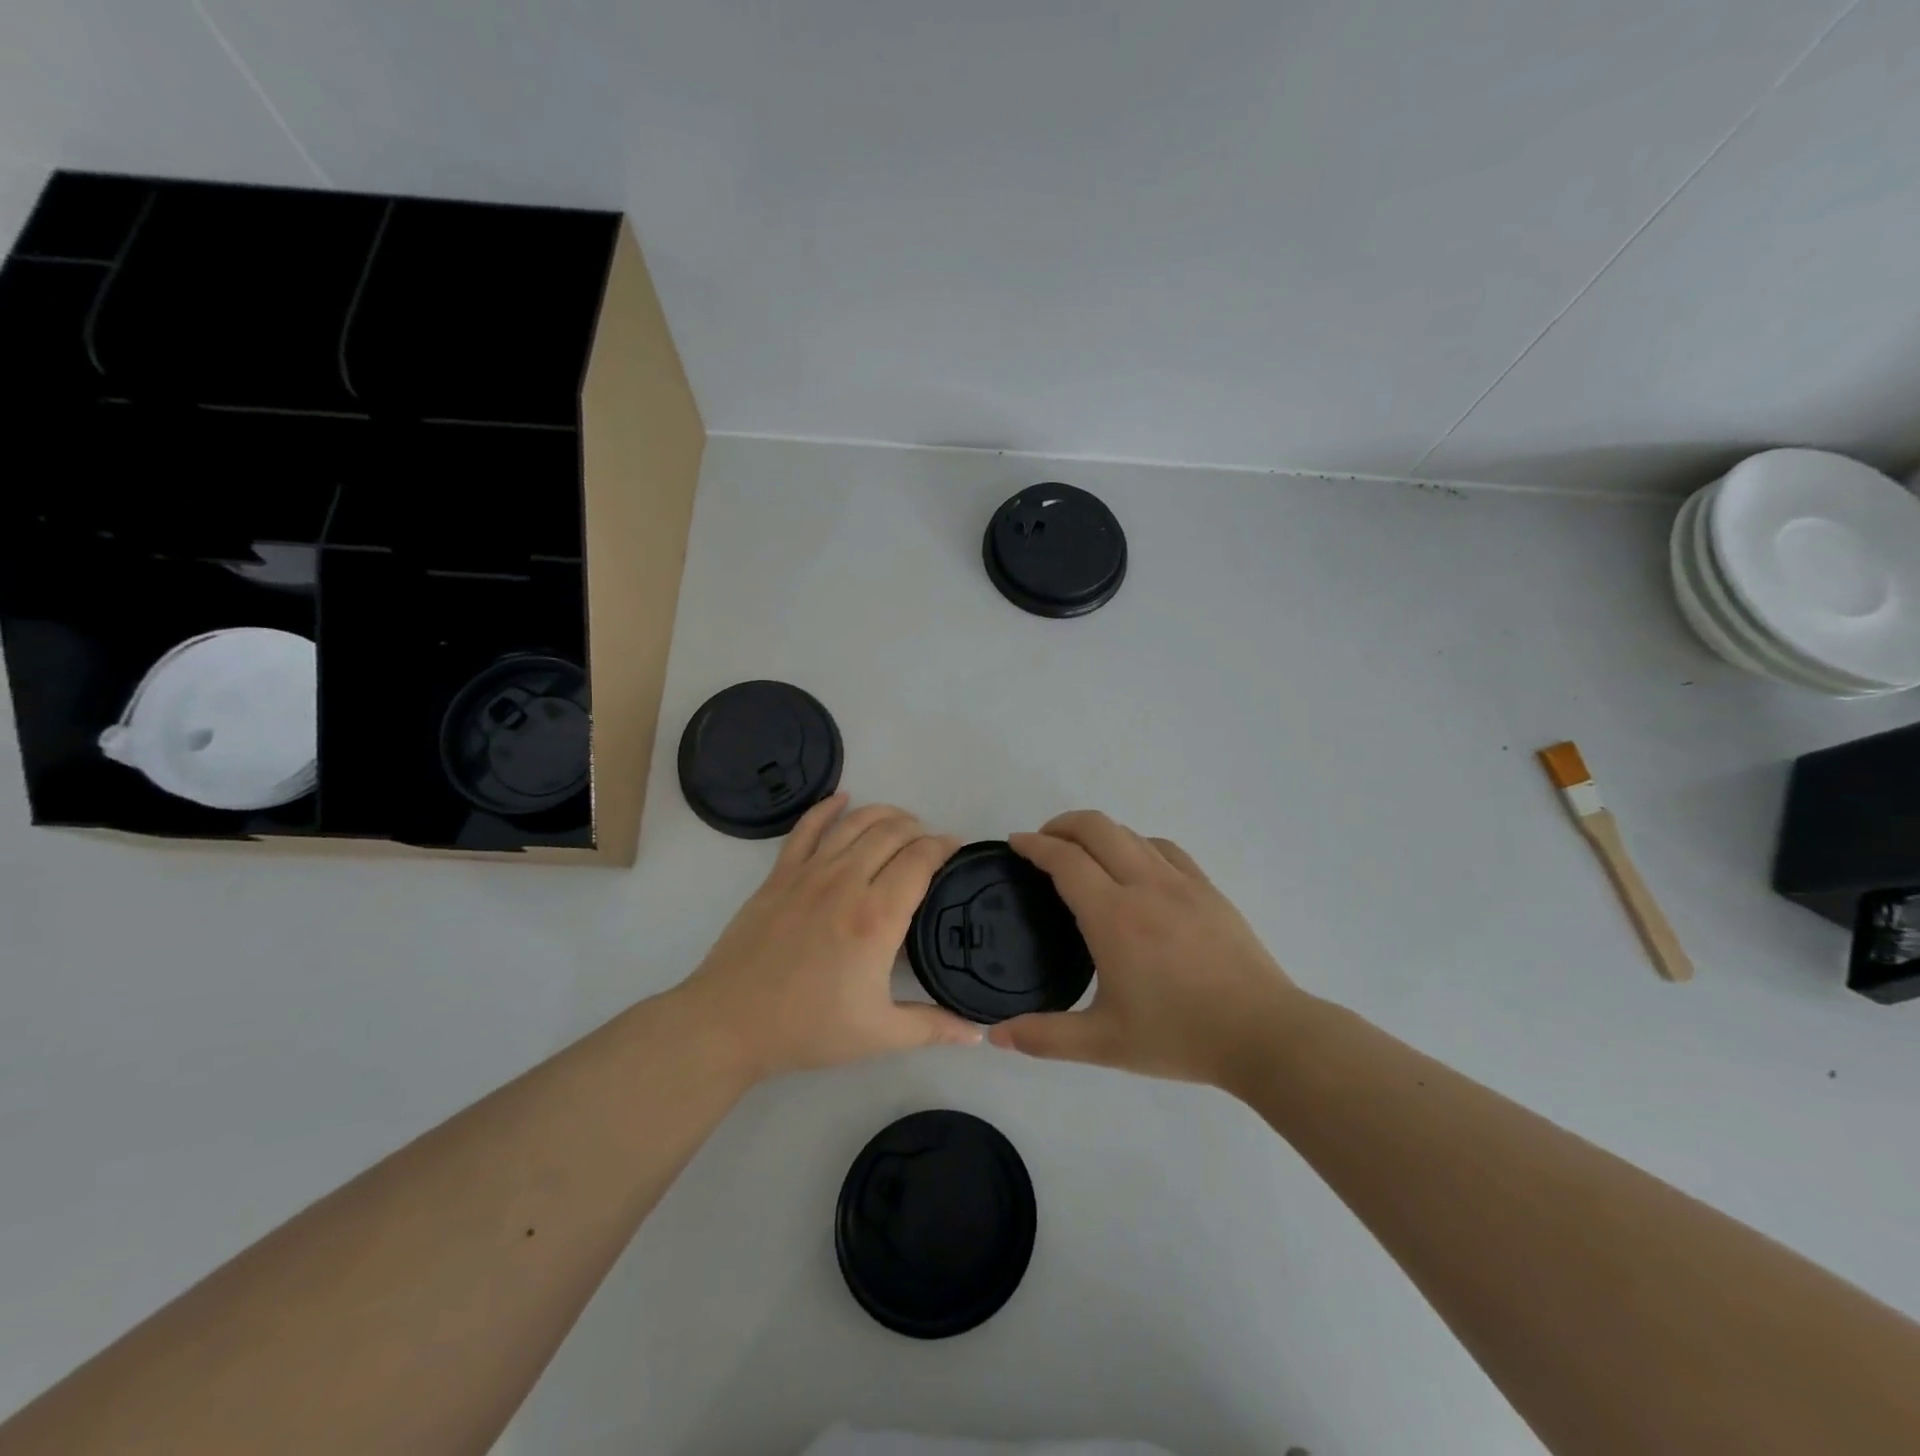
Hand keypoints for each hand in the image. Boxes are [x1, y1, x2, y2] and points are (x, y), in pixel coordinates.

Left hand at [680, 795, 981, 1080]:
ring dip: (885, 814)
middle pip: (892, 832)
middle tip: (930, 843)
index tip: (955, 849)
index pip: (920, 860)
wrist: (730, 1023)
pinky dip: (827, 807)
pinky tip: (843, 798)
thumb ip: (933, 1028)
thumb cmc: (808, 1028)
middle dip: (919, 829)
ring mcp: (809, 872)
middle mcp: (847, 881)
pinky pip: (807, 827)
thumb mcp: (879, 1034)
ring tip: (901, 821)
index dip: (943, 846)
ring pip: (855, 822)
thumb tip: (978, 1032)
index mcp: (877, 916)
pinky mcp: (780, 873)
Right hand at [990, 811, 1304, 1088]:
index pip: (1065, 860)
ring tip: (1083, 853)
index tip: (1015, 842)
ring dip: (1098, 832)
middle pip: (1097, 827)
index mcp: (1114, 916)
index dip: (1035, 845)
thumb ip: (1044, 1037)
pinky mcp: (1208, 889)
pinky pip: (1165, 848)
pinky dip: (1137, 844)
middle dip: (1062, 824)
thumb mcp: (1104, 1044)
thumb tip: (995, 1036)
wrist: (1264, 1034)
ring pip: (1131, 833)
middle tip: (1043, 843)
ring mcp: (1181, 883)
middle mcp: (1144, 885)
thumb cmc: (1180, 1035)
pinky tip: (1136, 865)